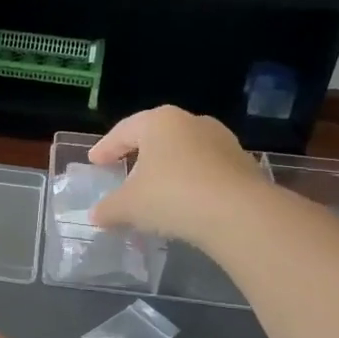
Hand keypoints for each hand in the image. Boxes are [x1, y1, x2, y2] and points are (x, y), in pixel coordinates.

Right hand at [88, 106, 264, 244]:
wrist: (239, 213)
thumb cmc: (172, 196)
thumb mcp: (129, 206)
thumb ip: (108, 208)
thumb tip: (96, 215)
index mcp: (159, 122)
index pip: (123, 131)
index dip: (106, 148)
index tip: (95, 161)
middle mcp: (191, 122)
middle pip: (156, 136)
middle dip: (139, 153)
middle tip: (124, 169)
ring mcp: (222, 141)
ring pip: (184, 151)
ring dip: (168, 167)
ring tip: (157, 188)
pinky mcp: (243, 163)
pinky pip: (206, 169)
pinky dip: (191, 181)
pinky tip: (185, 201)